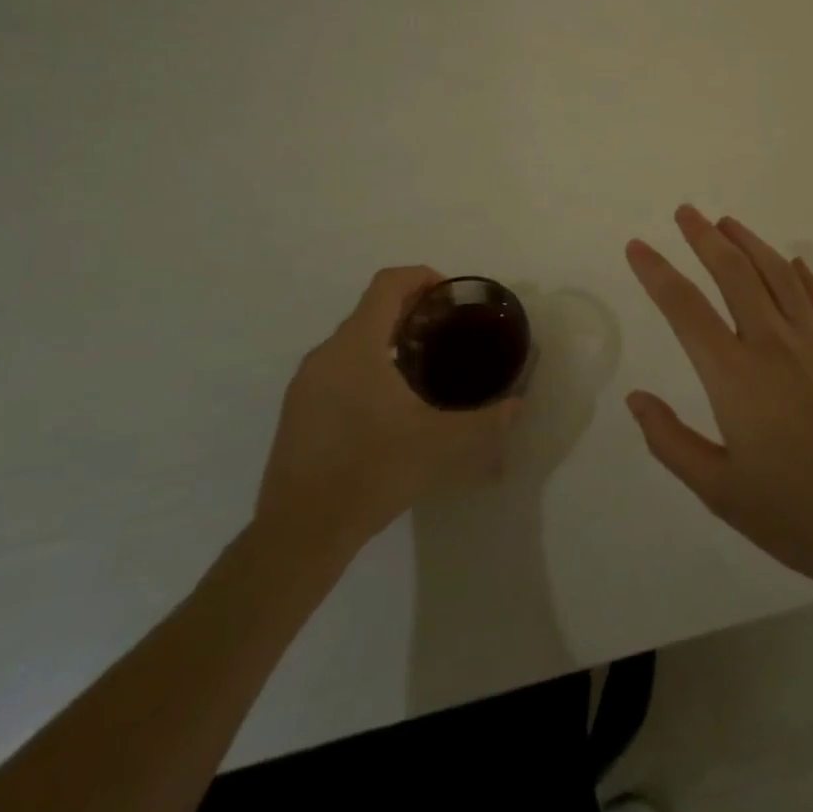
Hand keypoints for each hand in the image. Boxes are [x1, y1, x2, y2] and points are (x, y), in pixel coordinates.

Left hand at [252, 266, 520, 561]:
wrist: (300, 534)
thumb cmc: (373, 472)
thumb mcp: (442, 445)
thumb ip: (486, 422)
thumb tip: (516, 405)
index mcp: (357, 346)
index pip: (387, 284)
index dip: (421, 277)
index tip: (449, 298)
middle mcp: (326, 354)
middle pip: (370, 310)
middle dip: (410, 311)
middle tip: (446, 333)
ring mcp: (305, 384)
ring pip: (351, 342)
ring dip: (387, 340)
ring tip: (422, 370)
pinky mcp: (296, 411)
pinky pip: (336, 369)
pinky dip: (366, 367)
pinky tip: (387, 408)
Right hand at [624, 206, 812, 601]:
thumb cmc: (796, 516)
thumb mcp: (719, 491)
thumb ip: (671, 441)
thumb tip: (636, 397)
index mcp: (735, 376)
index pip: (685, 307)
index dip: (656, 272)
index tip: (637, 246)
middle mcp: (775, 344)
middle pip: (734, 273)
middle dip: (705, 237)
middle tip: (686, 211)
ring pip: (780, 275)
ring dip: (751, 243)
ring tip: (729, 223)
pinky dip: (806, 276)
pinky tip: (795, 264)